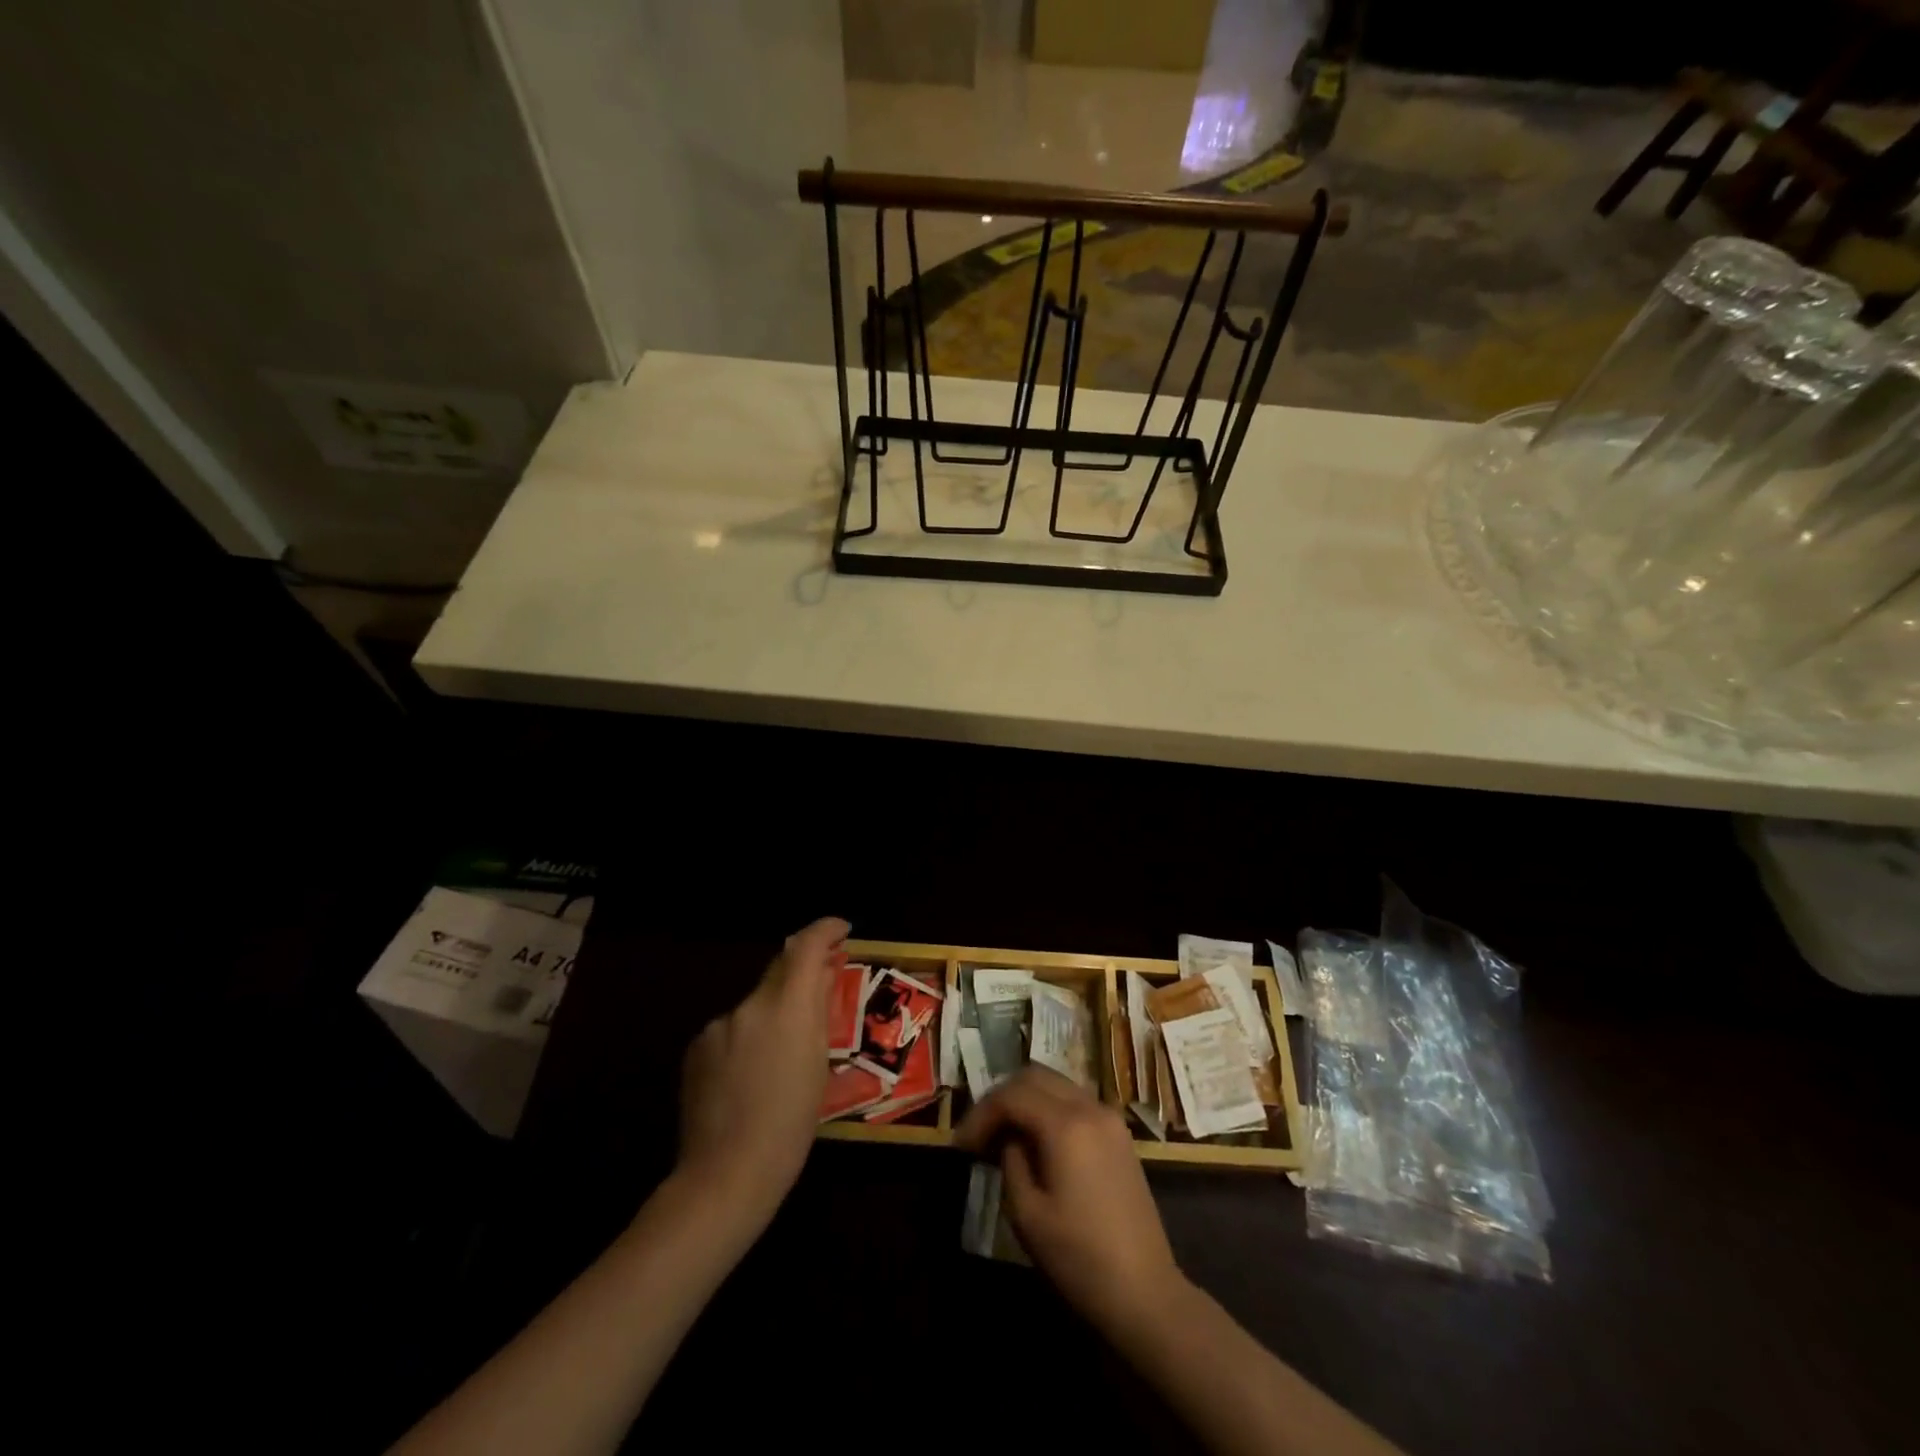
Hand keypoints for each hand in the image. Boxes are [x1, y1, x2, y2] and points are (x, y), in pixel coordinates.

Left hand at [676, 917, 849, 1232]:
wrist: (726, 1175)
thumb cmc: (791, 1125)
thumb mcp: (818, 1065)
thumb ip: (818, 1010)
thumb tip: (822, 975)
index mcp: (786, 1008)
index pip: (805, 946)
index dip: (825, 929)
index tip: (841, 929)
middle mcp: (749, 1005)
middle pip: (779, 969)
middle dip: (802, 971)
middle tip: (824, 981)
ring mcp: (718, 1025)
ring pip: (755, 1004)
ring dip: (773, 1013)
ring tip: (784, 1054)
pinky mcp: (697, 1046)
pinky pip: (731, 1029)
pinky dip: (747, 1037)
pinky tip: (750, 1074)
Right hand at [955, 1066, 1183, 1331]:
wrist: (1145, 1292)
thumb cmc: (1080, 1258)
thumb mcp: (1027, 1214)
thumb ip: (1011, 1161)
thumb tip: (1009, 1138)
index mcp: (1066, 1125)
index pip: (1012, 1095)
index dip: (981, 1114)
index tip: (961, 1145)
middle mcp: (1090, 1107)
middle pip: (1035, 1076)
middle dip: (1001, 1098)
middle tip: (980, 1132)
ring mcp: (1109, 1118)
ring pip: (1056, 1084)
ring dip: (1026, 1099)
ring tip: (1003, 1134)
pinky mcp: (1119, 1134)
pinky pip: (1075, 1101)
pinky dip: (1049, 1108)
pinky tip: (1036, 1140)